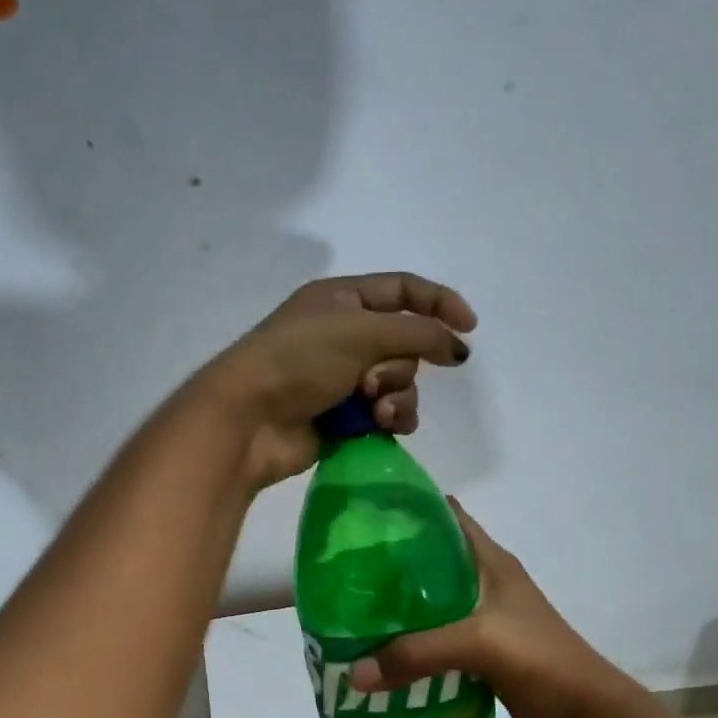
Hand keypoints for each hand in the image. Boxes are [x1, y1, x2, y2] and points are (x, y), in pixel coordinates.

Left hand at [206, 273, 477, 487]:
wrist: (249, 419)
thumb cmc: (299, 360)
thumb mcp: (361, 332)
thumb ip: (418, 333)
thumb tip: (458, 347)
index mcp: (342, 300)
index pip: (402, 291)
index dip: (438, 303)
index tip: (469, 327)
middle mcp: (344, 335)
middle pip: (405, 344)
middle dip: (402, 366)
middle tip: (375, 381)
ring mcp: (342, 379)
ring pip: (400, 383)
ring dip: (398, 397)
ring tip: (376, 411)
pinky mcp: (343, 416)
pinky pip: (387, 413)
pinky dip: (390, 419)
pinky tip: (380, 427)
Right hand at [349, 500, 633, 717]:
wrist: (591, 717)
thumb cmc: (542, 661)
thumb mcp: (479, 644)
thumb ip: (416, 654)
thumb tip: (353, 674)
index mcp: (490, 562)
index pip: (446, 517)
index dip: (409, 509)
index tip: (364, 516)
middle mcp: (485, 584)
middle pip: (431, 563)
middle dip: (390, 566)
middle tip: (343, 575)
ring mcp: (485, 621)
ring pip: (431, 606)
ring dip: (398, 611)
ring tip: (351, 616)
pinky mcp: (483, 655)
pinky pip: (437, 642)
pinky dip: (412, 647)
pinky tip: (381, 657)